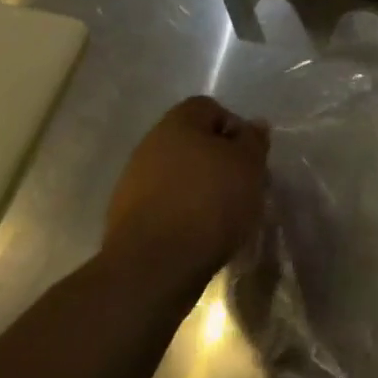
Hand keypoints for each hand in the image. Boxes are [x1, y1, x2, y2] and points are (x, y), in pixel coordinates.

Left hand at [105, 97, 269, 282]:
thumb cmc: (208, 202)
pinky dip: (180, 214)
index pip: (210, 108)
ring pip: (176, 175)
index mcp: (178, 123)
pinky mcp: (124, 221)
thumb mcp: (248, 165)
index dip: (234, 129)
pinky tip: (195, 235)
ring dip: (197, 189)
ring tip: (220, 216)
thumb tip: (253, 125)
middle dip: (216, 161)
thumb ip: (253, 140)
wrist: (152, 269)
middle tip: (239, 186)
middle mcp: (150, 145)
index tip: (248, 157)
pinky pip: (162, 205)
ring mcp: (132, 184)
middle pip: (192, 143)